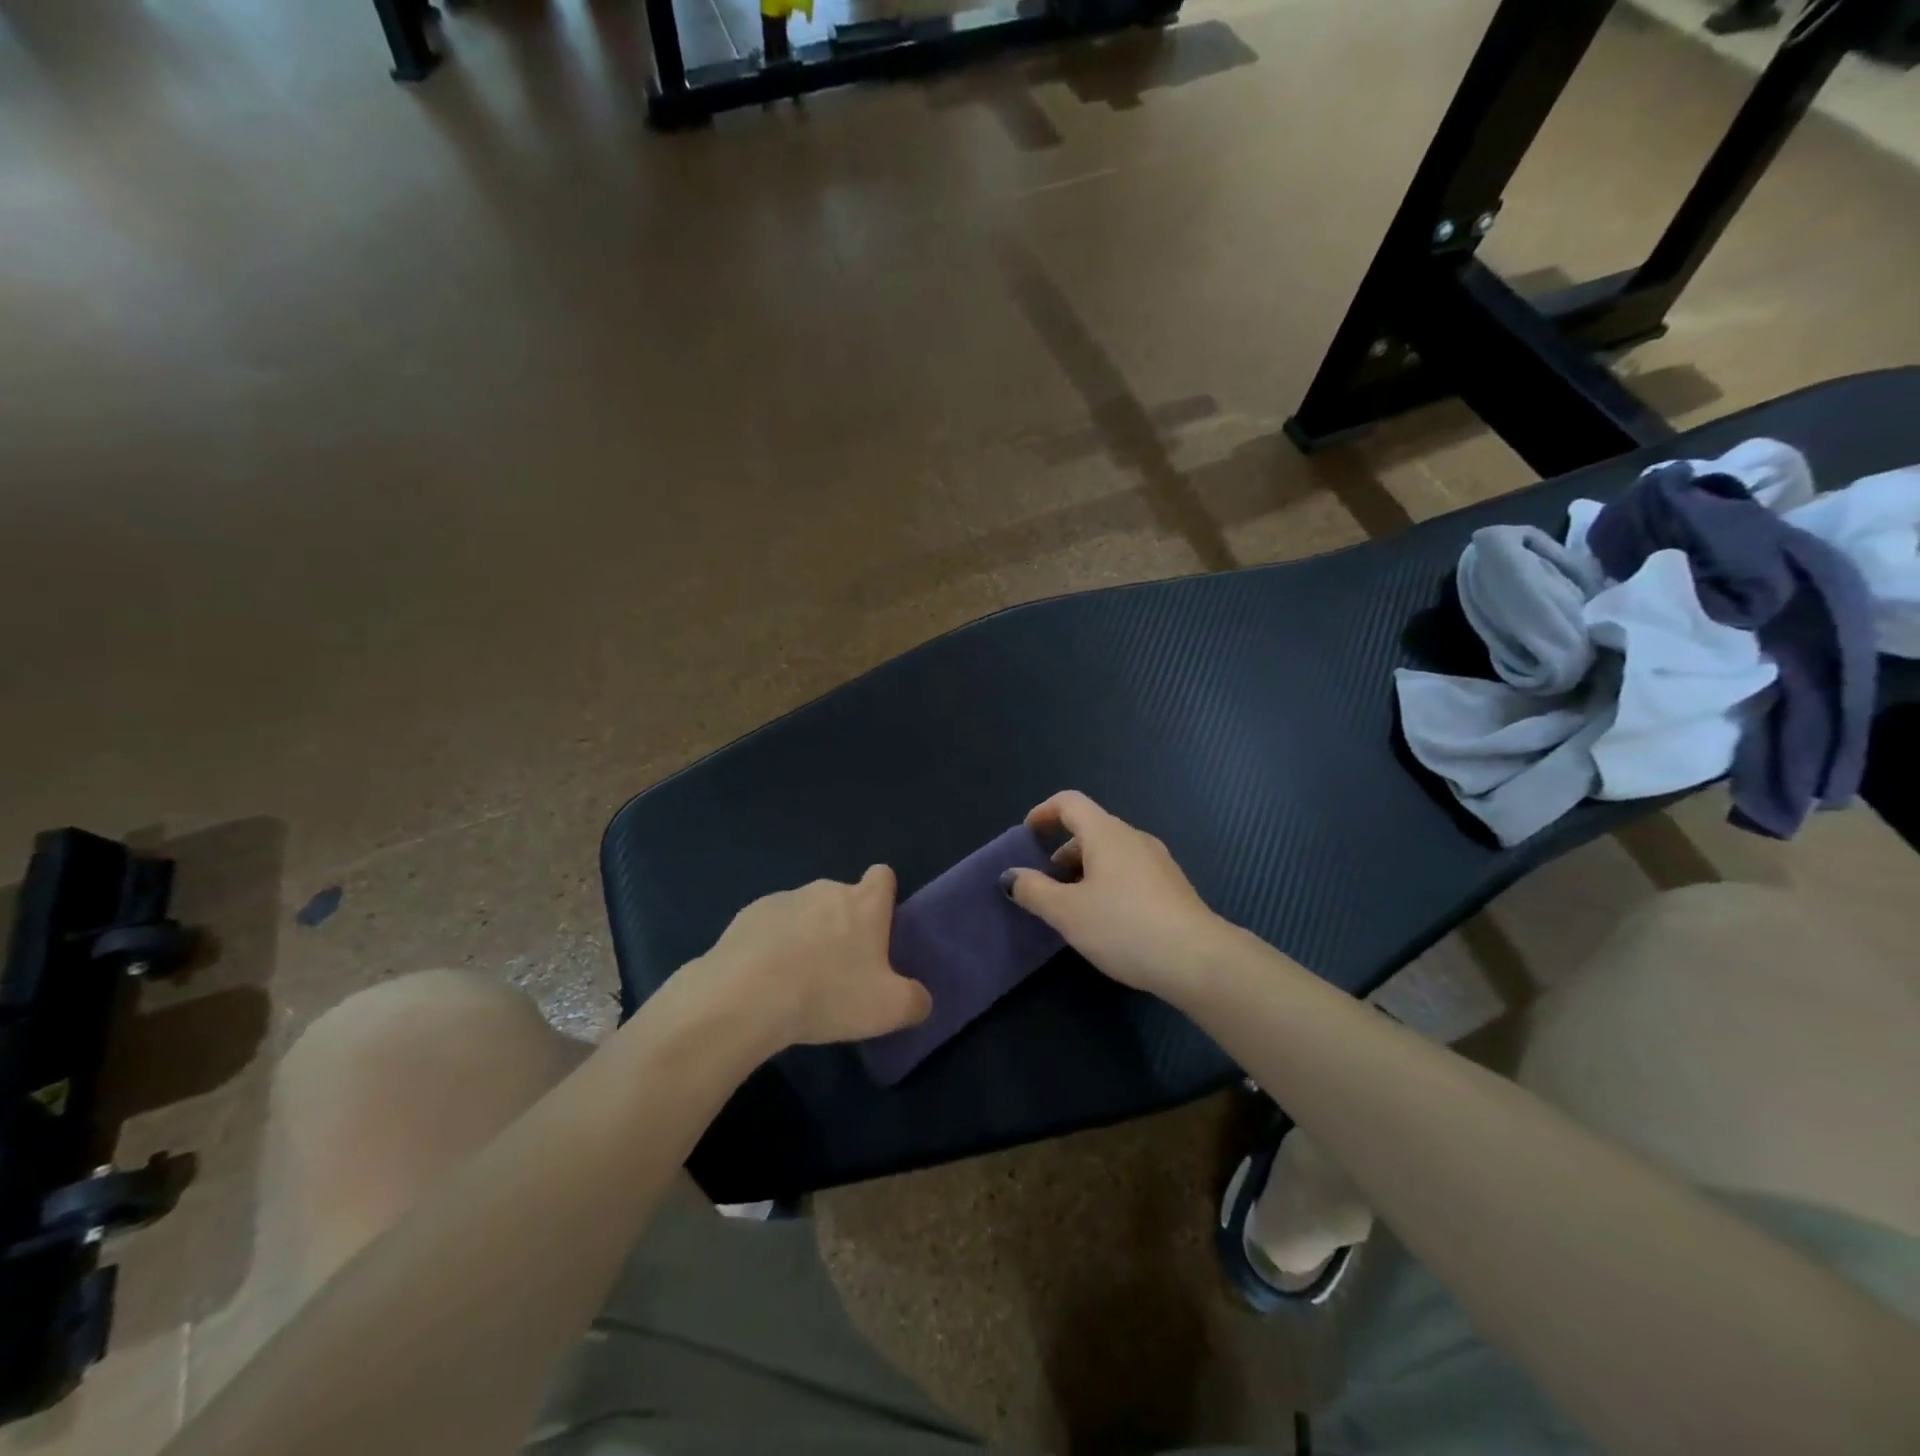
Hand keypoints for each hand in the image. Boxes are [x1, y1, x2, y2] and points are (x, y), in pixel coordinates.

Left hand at [697, 866, 931, 1047]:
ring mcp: (785, 899)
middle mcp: (826, 890)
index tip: (878, 927)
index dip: (884, 896)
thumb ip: (915, 1001)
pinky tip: (765, 980)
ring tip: (797, 981)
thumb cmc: (828, 994)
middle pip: (843, 897)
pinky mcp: (749, 915)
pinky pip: (771, 925)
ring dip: (807, 935)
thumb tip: (921, 999)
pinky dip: (772, 945)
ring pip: (805, 912)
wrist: (746, 996)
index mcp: (864, 904)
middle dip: (843, 925)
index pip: (883, 876)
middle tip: (840, 971)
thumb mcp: (888, 1009)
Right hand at [1004, 791, 1227, 1002]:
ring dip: (1085, 869)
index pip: (1069, 802)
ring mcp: (1158, 861)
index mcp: (1106, 833)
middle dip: (1062, 850)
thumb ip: (1034, 890)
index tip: (1027, 836)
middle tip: (1045, 883)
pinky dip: (1108, 882)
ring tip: (1072, 906)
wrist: (1197, 959)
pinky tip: (1106, 919)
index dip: (1043, 812)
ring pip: (1111, 852)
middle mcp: (1134, 838)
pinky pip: (1130, 871)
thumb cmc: (1124, 927)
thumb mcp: (1067, 912)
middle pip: (1090, 828)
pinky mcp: (1172, 886)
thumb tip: (1010, 876)